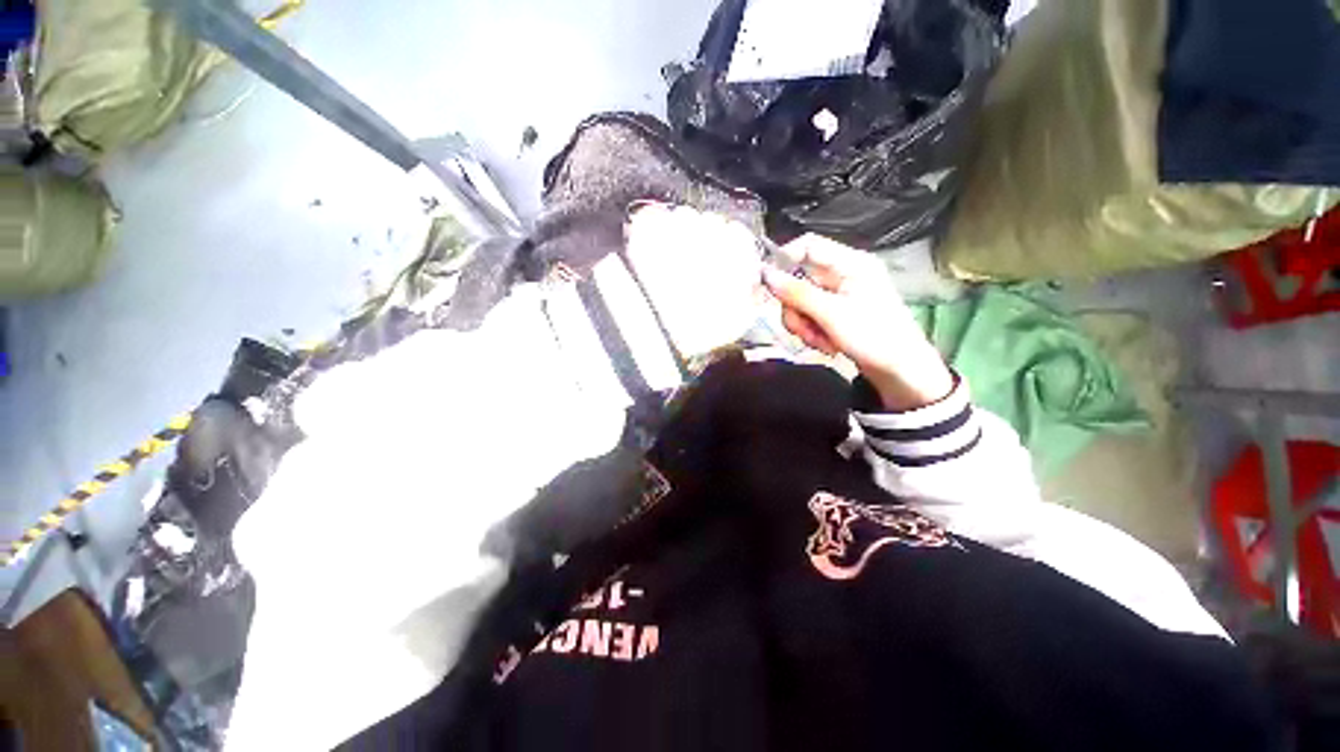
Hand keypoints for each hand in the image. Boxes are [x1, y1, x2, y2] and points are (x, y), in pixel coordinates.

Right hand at [761, 234, 953, 410]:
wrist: (901, 371)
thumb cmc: (872, 336)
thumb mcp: (831, 314)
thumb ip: (797, 293)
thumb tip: (766, 275)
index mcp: (851, 263)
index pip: (809, 245)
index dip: (785, 259)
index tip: (768, 283)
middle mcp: (843, 275)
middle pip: (800, 280)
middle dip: (796, 308)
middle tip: (803, 328)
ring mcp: (839, 296)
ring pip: (801, 302)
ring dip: (804, 324)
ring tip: (820, 341)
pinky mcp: (837, 315)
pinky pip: (810, 317)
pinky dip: (813, 332)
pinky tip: (827, 345)